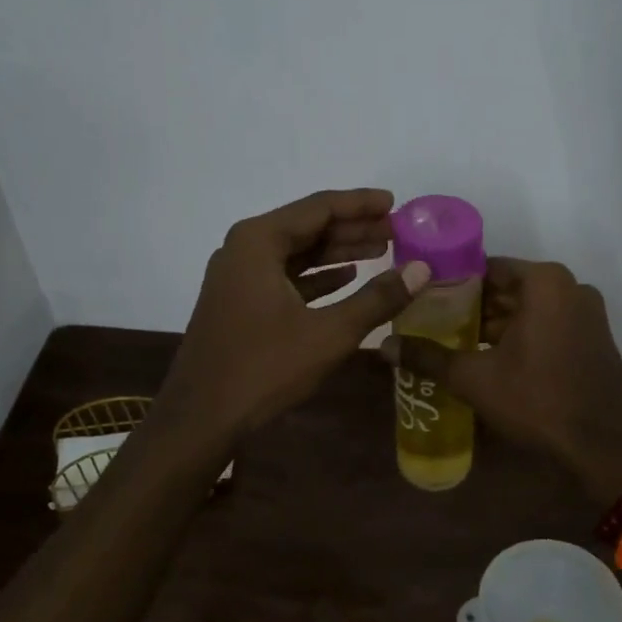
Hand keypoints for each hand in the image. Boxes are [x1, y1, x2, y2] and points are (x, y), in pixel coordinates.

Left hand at [161, 189, 430, 439]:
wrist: (201, 417)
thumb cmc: (264, 368)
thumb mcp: (328, 333)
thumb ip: (377, 298)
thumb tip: (421, 269)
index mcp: (259, 241)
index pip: (319, 207)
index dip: (361, 204)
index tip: (395, 203)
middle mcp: (243, 248)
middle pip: (307, 226)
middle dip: (353, 228)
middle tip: (396, 231)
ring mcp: (237, 276)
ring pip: (296, 252)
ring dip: (337, 252)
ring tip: (381, 251)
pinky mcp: (238, 301)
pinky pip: (284, 275)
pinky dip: (316, 276)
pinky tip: (347, 278)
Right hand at [382, 257, 621, 506]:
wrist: (602, 448)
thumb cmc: (536, 401)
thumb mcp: (474, 379)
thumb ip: (428, 357)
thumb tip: (382, 347)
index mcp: (545, 283)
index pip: (487, 268)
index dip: (453, 284)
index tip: (424, 300)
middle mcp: (570, 288)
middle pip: (508, 289)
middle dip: (473, 307)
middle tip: (433, 324)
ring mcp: (587, 314)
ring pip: (528, 309)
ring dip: (495, 324)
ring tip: (455, 343)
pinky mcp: (593, 338)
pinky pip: (548, 325)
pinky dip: (521, 336)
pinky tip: (491, 359)